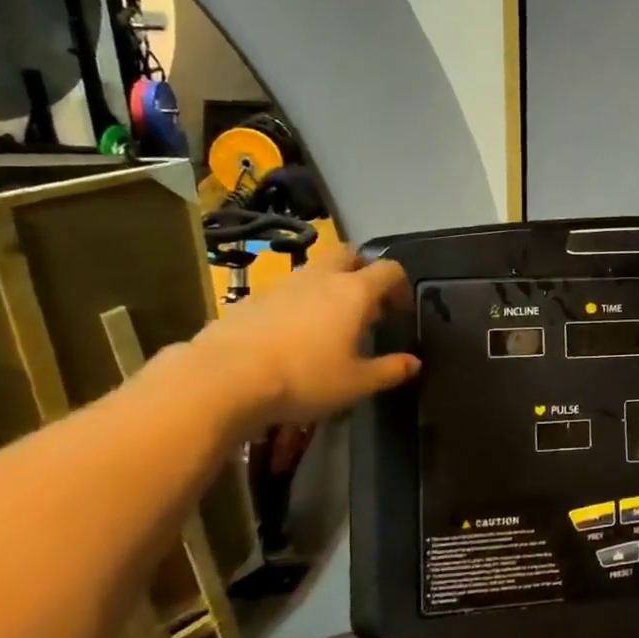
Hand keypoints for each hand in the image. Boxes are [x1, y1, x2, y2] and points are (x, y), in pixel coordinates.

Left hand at [191, 248, 418, 428]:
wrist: (224, 378)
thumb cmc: (304, 377)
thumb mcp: (356, 383)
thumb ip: (390, 370)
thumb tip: (415, 363)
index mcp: (354, 292)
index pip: (389, 270)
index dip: (400, 286)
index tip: (399, 312)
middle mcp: (321, 278)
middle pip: (348, 255)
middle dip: (361, 271)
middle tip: (364, 303)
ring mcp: (282, 284)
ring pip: (314, 271)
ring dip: (327, 287)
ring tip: (328, 323)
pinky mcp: (251, 298)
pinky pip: (285, 292)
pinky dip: (297, 304)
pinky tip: (291, 336)